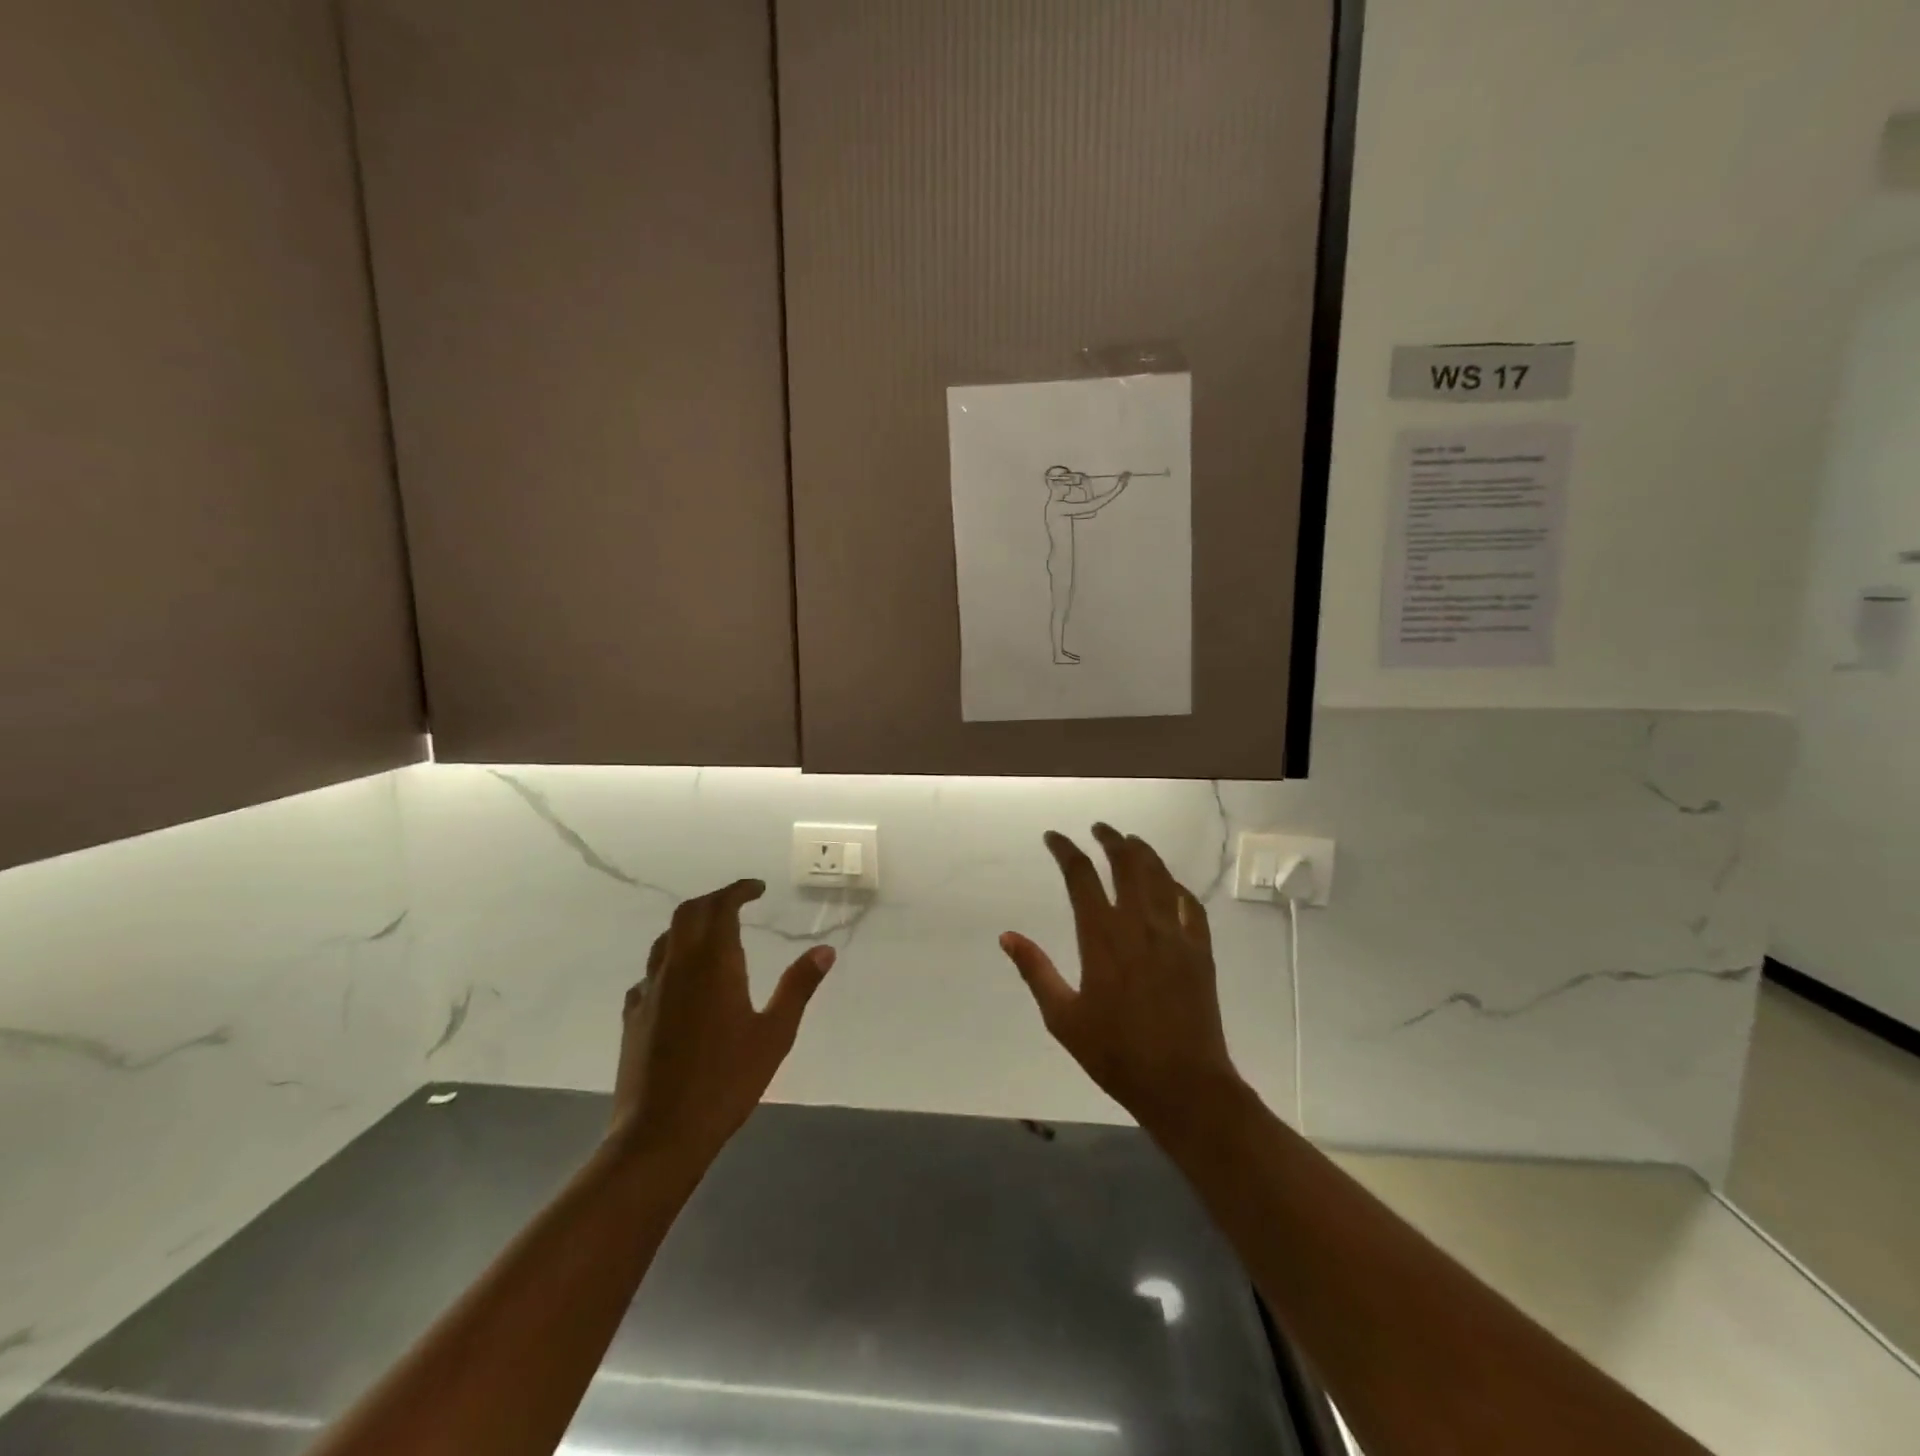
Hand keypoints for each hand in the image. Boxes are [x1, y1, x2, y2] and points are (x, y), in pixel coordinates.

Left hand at [610, 880, 832, 1173]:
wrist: (660, 1134)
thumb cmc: (726, 1081)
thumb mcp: (775, 1034)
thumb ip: (798, 987)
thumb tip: (824, 950)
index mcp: (713, 964)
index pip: (721, 907)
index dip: (739, 890)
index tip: (758, 888)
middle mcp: (677, 967)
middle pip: (688, 914)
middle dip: (713, 900)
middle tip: (738, 902)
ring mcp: (650, 991)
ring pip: (665, 940)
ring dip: (690, 926)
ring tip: (713, 935)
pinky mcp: (633, 1016)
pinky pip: (651, 973)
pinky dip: (670, 961)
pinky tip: (681, 983)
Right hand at [1000, 825, 1243, 1131]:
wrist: (1184, 1084)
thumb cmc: (1116, 1054)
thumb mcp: (1063, 1018)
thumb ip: (1035, 971)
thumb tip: (1006, 936)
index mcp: (1102, 936)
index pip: (1081, 876)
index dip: (1065, 850)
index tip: (1053, 838)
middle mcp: (1140, 924)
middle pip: (1127, 863)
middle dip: (1111, 839)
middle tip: (1099, 829)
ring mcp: (1175, 934)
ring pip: (1160, 876)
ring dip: (1144, 852)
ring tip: (1131, 841)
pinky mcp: (1200, 949)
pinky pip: (1190, 904)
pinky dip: (1176, 886)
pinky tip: (1170, 884)